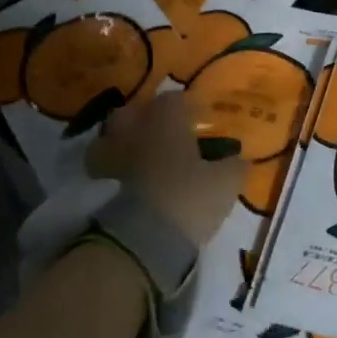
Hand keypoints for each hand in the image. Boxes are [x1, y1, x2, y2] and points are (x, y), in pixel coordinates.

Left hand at [87, 92, 244, 247]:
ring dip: (122, 143)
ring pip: (109, 139)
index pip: (172, 100)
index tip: (199, 120)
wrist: (145, 238)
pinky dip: (114, 170)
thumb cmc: (190, 197)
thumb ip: (233, 165)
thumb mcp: (226, 182)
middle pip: (131, 113)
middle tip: (163, 134)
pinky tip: (132, 182)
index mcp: (165, 119)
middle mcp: (134, 130)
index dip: (187, 108)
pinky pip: (105, 168)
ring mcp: (112, 156)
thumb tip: (237, 159)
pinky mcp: (99, 185)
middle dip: (144, 119)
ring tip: (141, 158)